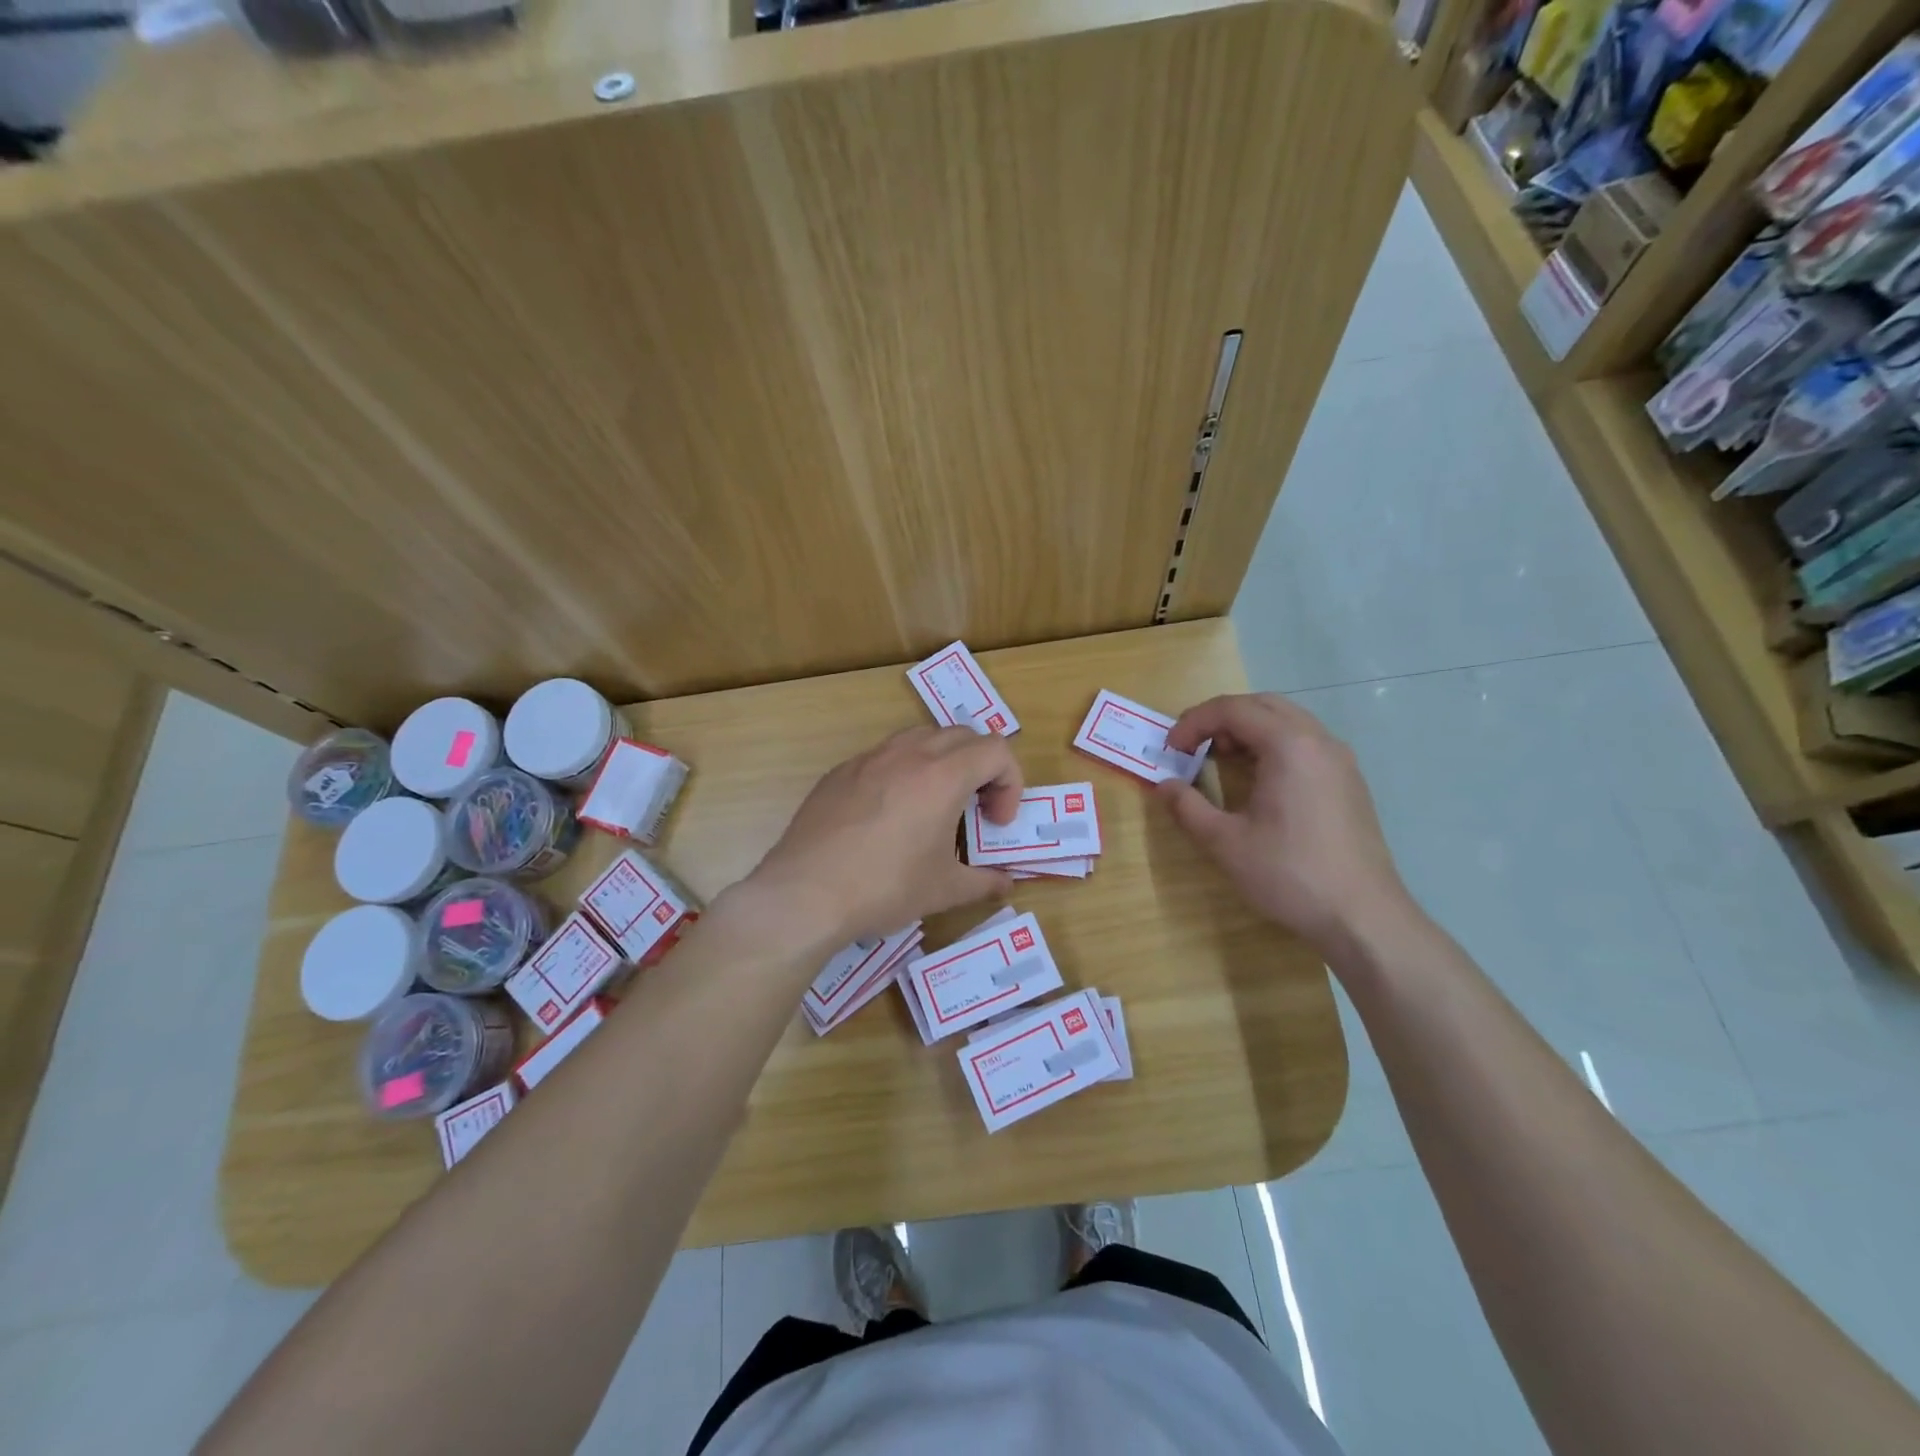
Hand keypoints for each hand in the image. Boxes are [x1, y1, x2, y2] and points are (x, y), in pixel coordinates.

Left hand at [744, 727, 1023, 948]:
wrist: (804, 893)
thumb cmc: (884, 887)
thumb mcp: (944, 890)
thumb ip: (984, 882)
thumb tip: (1006, 884)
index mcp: (942, 776)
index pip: (996, 750)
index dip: (1010, 782)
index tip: (996, 821)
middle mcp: (907, 754)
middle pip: (962, 736)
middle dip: (981, 767)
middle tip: (975, 809)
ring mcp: (868, 759)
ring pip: (919, 737)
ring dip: (941, 761)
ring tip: (934, 805)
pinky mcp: (839, 772)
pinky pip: (883, 756)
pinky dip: (902, 772)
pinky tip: (888, 816)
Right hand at [1159, 693, 1410, 953]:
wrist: (1362, 916)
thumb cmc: (1289, 874)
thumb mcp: (1224, 843)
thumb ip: (1188, 807)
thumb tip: (1164, 786)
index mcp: (1289, 746)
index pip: (1233, 709)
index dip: (1194, 722)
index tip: (1170, 749)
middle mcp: (1319, 741)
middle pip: (1262, 705)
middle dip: (1220, 719)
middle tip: (1192, 748)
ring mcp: (1340, 760)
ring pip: (1287, 721)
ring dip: (1248, 730)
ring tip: (1220, 761)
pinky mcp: (1349, 782)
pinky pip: (1304, 743)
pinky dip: (1272, 746)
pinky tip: (1257, 781)